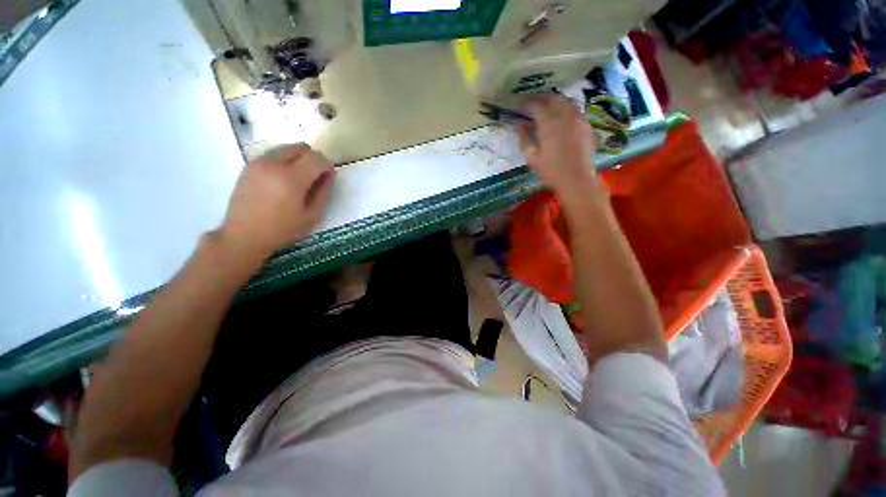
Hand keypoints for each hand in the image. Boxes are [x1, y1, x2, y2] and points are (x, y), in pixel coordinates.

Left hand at [219, 144, 334, 261]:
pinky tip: (282, 180)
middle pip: (301, 147)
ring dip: (298, 158)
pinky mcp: (249, 165)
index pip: (316, 158)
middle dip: (313, 158)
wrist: (244, 235)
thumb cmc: (283, 229)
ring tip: (297, 179)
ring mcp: (259, 162)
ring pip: (286, 148)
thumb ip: (323, 192)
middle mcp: (274, 164)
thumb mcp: (312, 215)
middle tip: (314, 177)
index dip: (327, 164)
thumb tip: (330, 174)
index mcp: (291, 178)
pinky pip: (273, 154)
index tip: (328, 176)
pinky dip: (284, 160)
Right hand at [516, 95, 596, 199]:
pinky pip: (575, 109)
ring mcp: (578, 118)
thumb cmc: (551, 171)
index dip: (526, 103)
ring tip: (546, 106)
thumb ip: (524, 138)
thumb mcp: (532, 157)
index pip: (536, 105)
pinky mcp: (586, 125)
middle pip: (553, 98)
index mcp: (549, 123)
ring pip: (566, 100)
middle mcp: (565, 115)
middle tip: (531, 103)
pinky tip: (561, 116)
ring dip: (554, 100)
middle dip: (540, 98)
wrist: (576, 180)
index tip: (518, 105)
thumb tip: (518, 124)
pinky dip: (566, 108)